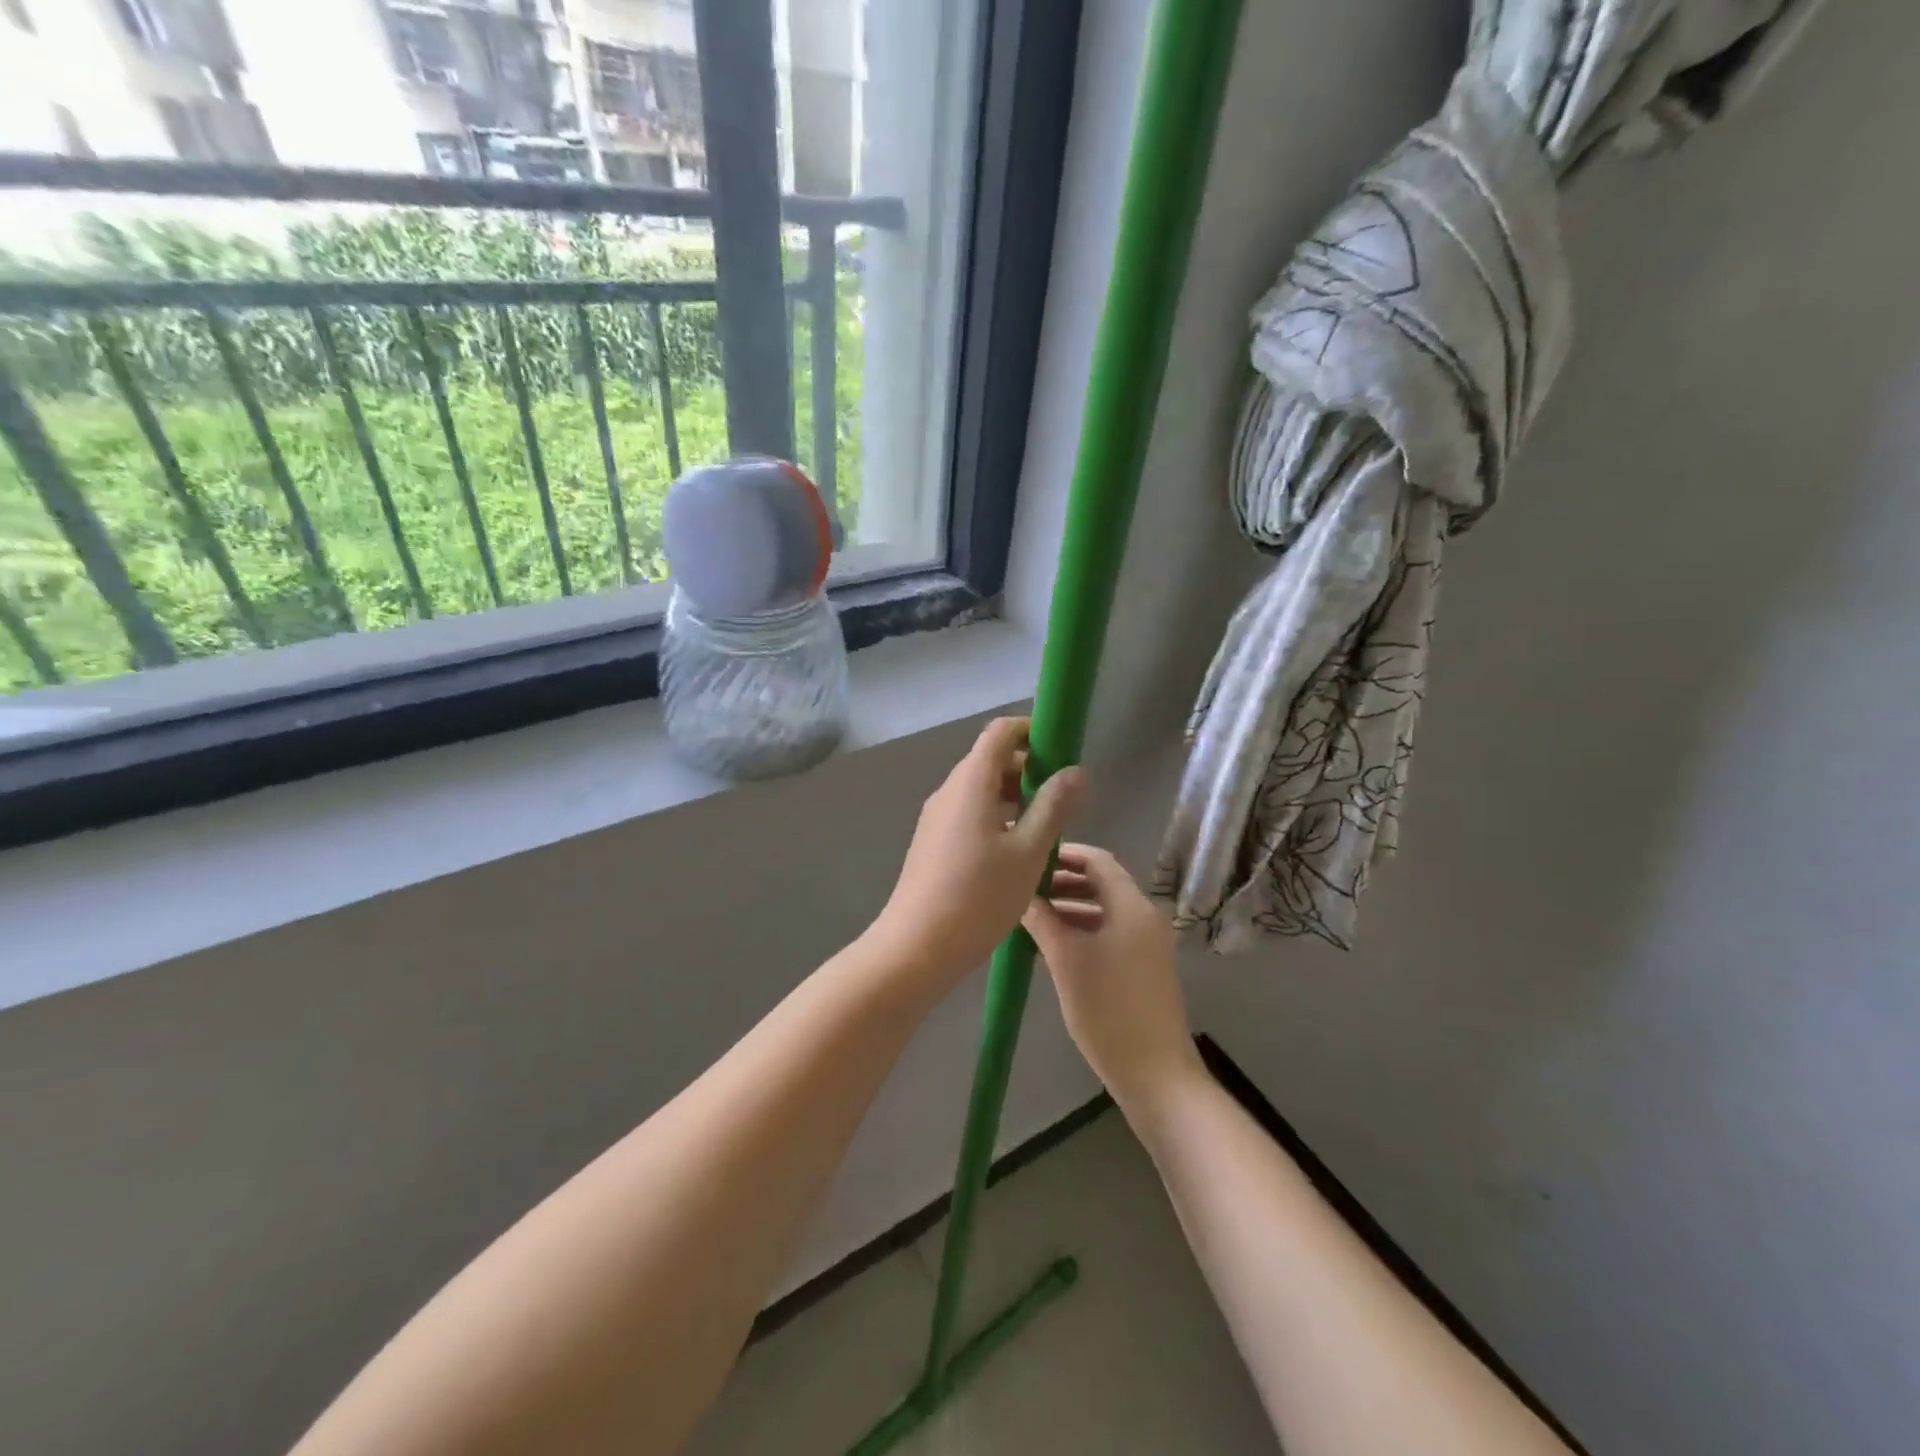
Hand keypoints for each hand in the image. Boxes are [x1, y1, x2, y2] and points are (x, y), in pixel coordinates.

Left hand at [868, 718, 1084, 990]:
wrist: (917, 946)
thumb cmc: (979, 897)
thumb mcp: (1028, 852)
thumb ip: (1053, 807)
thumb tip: (1075, 771)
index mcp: (971, 783)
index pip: (1000, 732)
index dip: (1032, 731)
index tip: (1061, 752)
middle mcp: (949, 790)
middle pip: (990, 759)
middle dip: (1028, 767)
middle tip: (1062, 797)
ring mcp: (937, 816)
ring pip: (980, 788)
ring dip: (1014, 795)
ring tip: (1046, 826)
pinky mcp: (933, 840)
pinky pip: (968, 811)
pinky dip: (996, 814)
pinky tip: (1016, 849)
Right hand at [1025, 845, 1203, 1112]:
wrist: (1156, 1076)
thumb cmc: (1109, 1011)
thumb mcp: (1066, 960)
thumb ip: (1042, 920)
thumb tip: (1019, 892)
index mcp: (1133, 906)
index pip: (1097, 860)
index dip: (1063, 854)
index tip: (1028, 858)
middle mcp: (1144, 917)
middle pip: (1100, 883)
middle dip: (1061, 882)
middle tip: (1022, 888)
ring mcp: (1146, 944)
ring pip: (1102, 910)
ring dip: (1068, 908)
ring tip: (1028, 916)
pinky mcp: (1143, 968)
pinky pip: (1108, 933)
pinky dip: (1081, 930)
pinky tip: (1050, 945)